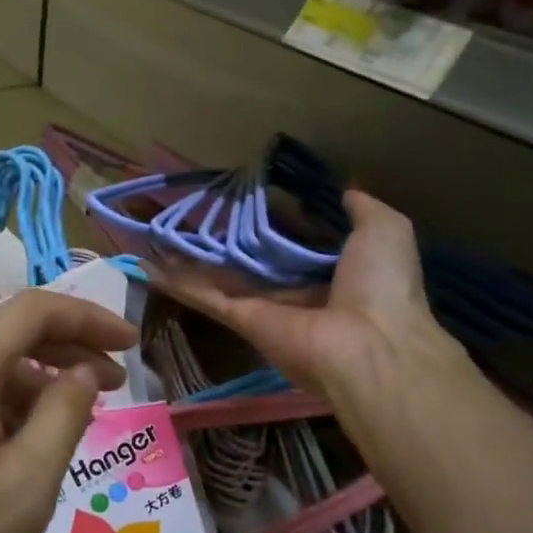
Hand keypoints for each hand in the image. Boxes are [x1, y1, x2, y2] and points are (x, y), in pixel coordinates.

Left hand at [0, 290, 137, 532]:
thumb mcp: (24, 486)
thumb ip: (64, 416)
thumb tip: (84, 373)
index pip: (32, 310)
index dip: (89, 317)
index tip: (133, 343)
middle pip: (5, 334)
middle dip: (66, 350)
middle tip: (116, 382)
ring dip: (35, 382)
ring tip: (76, 419)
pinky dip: (3, 408)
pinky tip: (23, 447)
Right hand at [148, 190, 461, 400]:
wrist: (369, 343)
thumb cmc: (381, 284)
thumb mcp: (385, 230)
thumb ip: (363, 209)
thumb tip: (348, 189)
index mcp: (331, 272)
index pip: (292, 243)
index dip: (269, 221)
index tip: (242, 199)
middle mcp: (294, 290)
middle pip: (249, 260)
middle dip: (221, 239)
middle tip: (188, 212)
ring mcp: (264, 307)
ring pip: (219, 276)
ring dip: (188, 257)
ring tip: (156, 232)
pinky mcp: (241, 319)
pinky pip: (205, 296)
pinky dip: (176, 281)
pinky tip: (147, 262)